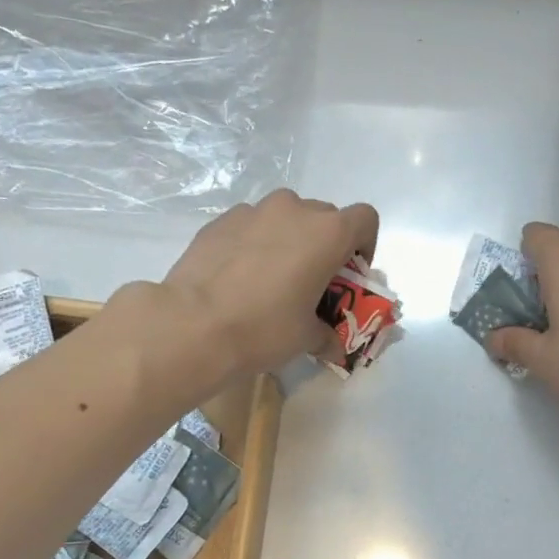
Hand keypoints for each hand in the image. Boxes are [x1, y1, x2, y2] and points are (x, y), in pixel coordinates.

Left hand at [153, 189, 379, 380]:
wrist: (193, 324)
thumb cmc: (264, 328)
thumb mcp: (305, 338)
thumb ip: (326, 336)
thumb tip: (334, 348)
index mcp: (327, 233)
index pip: (365, 219)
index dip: (365, 244)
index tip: (350, 273)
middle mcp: (294, 210)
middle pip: (325, 217)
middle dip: (325, 245)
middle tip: (313, 281)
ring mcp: (253, 211)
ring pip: (285, 217)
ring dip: (289, 240)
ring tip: (273, 278)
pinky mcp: (220, 221)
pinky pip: (251, 226)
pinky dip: (255, 243)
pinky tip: (240, 277)